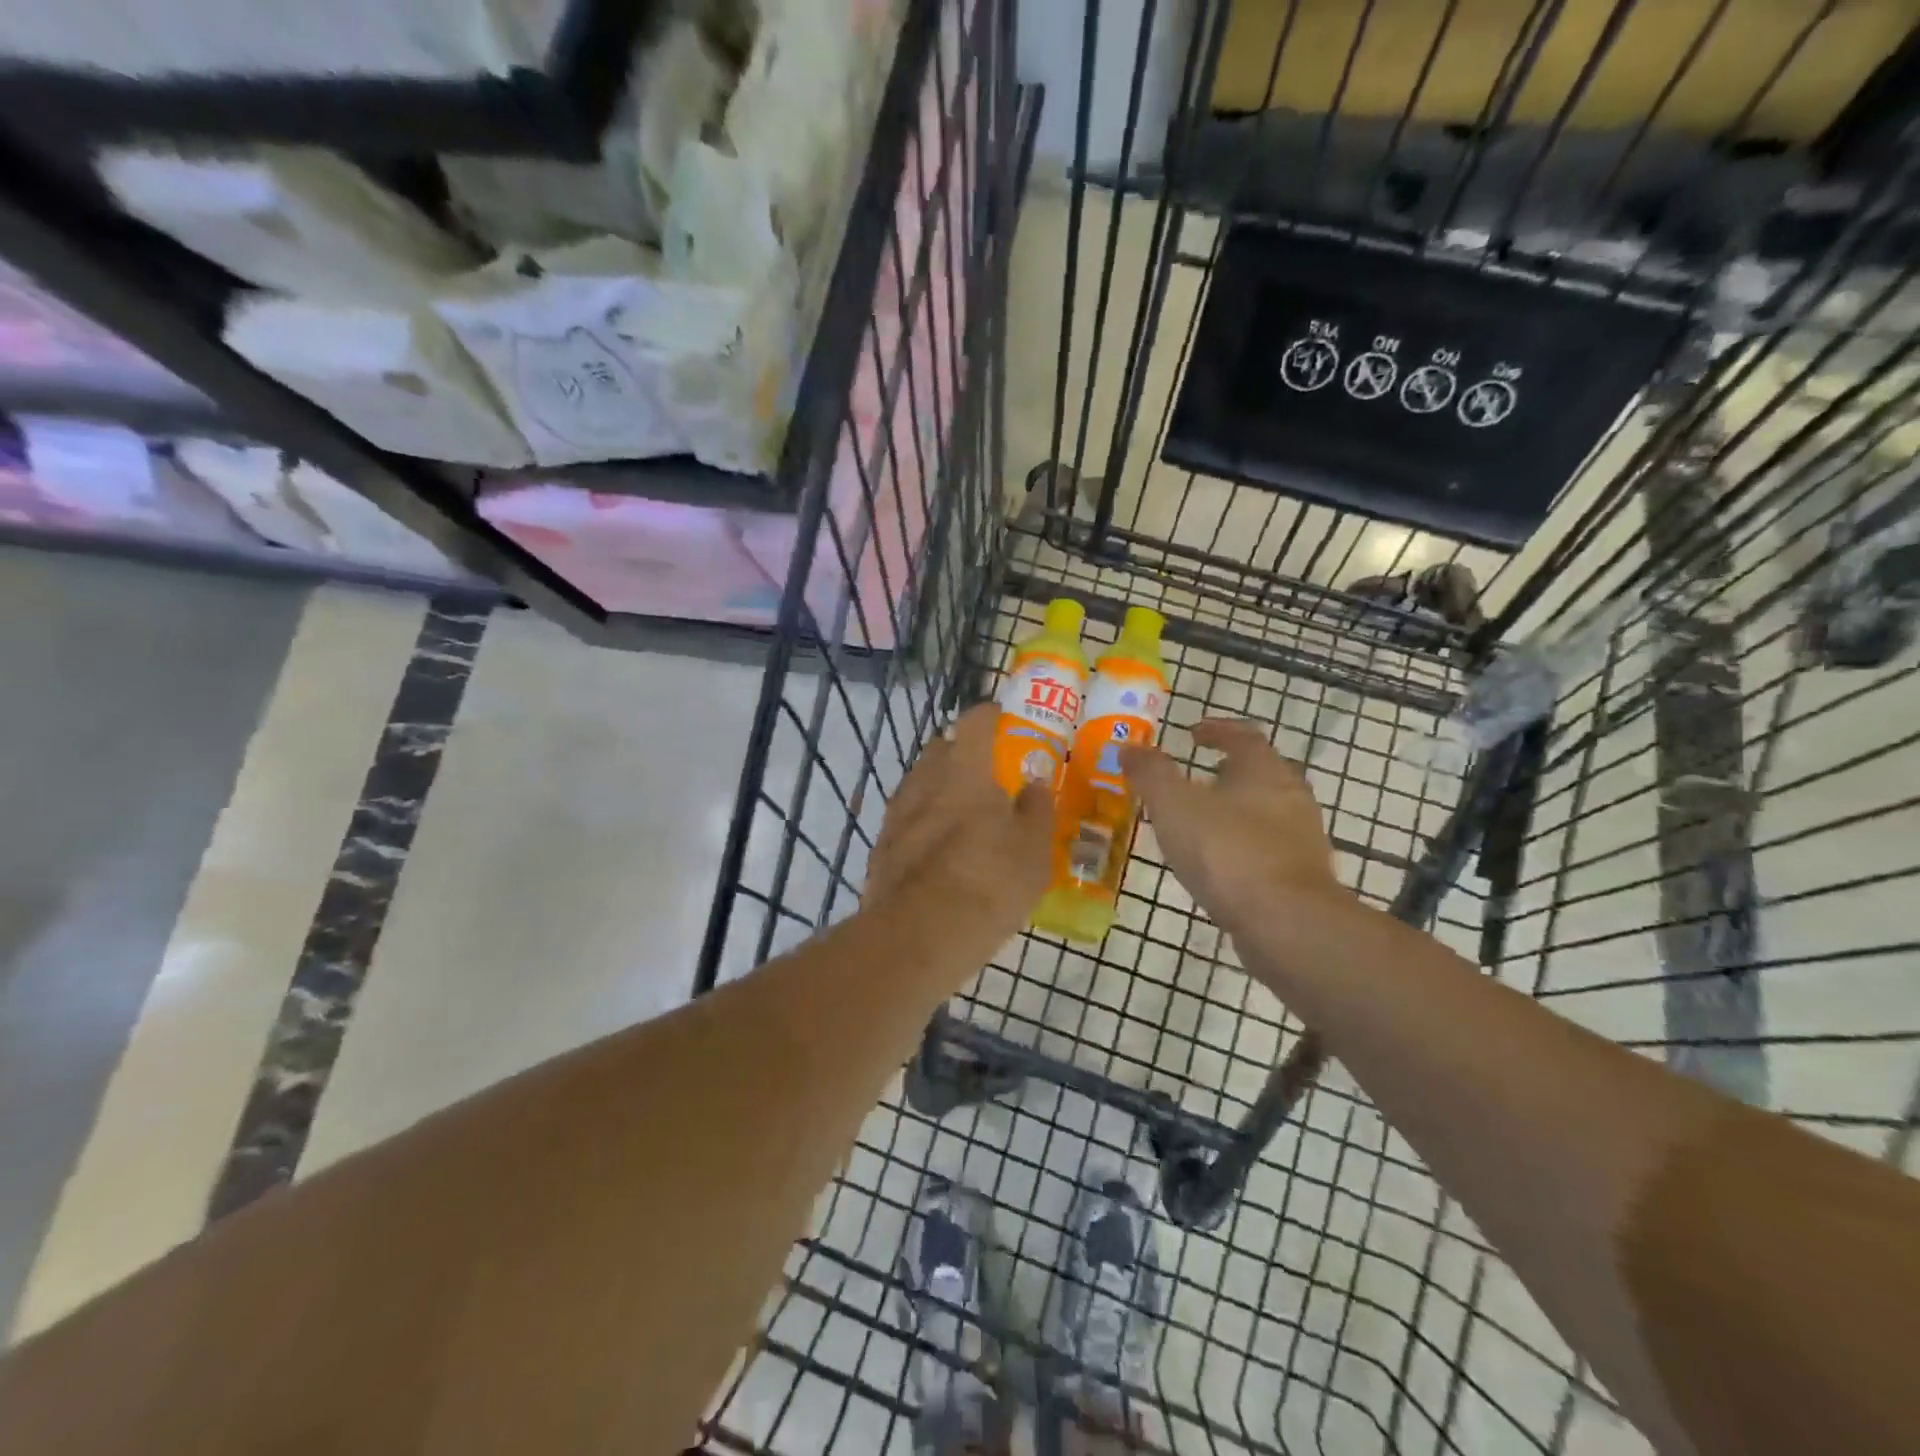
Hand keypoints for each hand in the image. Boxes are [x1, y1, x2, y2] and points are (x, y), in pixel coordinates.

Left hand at [867, 702, 1053, 938]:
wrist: (921, 934)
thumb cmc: (990, 881)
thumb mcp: (1033, 849)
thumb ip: (1036, 810)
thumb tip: (1035, 785)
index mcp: (965, 771)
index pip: (975, 722)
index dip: (989, 714)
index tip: (1000, 716)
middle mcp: (925, 782)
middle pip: (939, 749)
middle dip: (959, 751)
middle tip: (983, 770)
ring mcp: (897, 815)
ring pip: (918, 785)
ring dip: (938, 788)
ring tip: (959, 811)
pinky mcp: (881, 848)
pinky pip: (905, 821)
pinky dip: (921, 824)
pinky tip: (935, 848)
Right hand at [1121, 718, 1351, 932]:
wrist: (1286, 923)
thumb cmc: (1227, 851)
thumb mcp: (1174, 806)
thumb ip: (1151, 774)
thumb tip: (1130, 747)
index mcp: (1263, 769)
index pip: (1244, 735)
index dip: (1217, 730)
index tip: (1193, 732)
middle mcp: (1290, 796)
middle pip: (1261, 772)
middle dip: (1229, 770)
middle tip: (1197, 775)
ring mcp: (1301, 839)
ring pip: (1266, 811)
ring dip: (1237, 809)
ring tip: (1202, 821)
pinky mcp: (1302, 877)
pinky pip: (1268, 848)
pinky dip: (1243, 845)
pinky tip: (1220, 863)